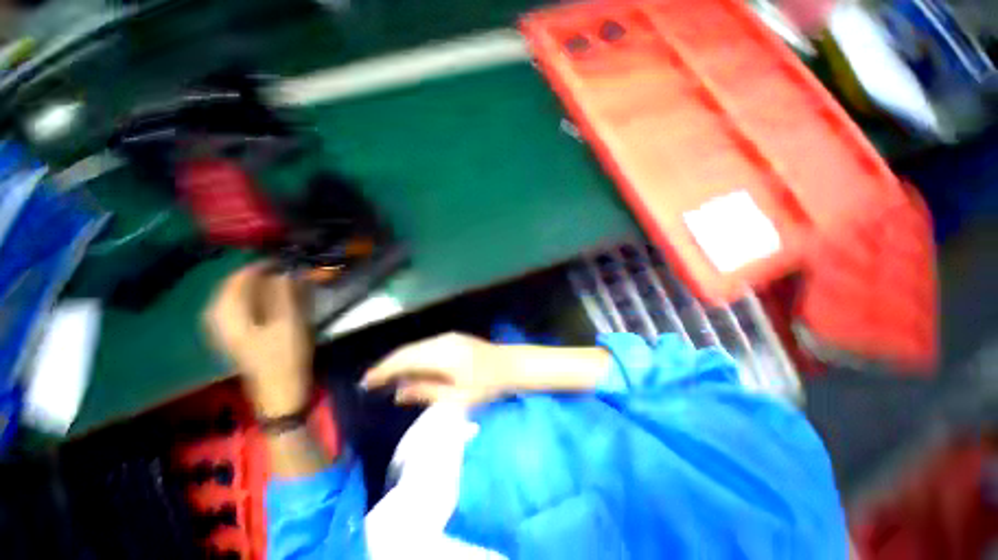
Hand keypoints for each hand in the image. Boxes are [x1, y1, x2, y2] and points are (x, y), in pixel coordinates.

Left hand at [205, 264, 312, 416]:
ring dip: (257, 289)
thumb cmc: (285, 356)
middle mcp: (219, 319)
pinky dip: (255, 301)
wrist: (279, 390)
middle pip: (233, 288)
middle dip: (258, 277)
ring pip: (236, 299)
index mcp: (228, 315)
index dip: (258, 267)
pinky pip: (240, 310)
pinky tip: (269, 302)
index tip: (281, 261)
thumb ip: (284, 294)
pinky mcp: (234, 337)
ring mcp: (224, 330)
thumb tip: (284, 271)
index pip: (236, 280)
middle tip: (283, 272)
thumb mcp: (289, 322)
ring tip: (279, 285)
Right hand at [361, 333, 514, 405]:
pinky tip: (411, 368)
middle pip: (408, 350)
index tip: (365, 382)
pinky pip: (426, 346)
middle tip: (371, 381)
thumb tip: (398, 392)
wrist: (510, 365)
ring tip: (387, 377)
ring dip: (401, 360)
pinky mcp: (453, 338)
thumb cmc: (487, 385)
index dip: (383, 370)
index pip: (404, 360)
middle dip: (388, 365)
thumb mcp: (457, 397)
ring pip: (416, 347)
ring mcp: (448, 337)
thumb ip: (426, 392)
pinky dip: (414, 357)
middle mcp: (441, 341)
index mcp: (441, 354)